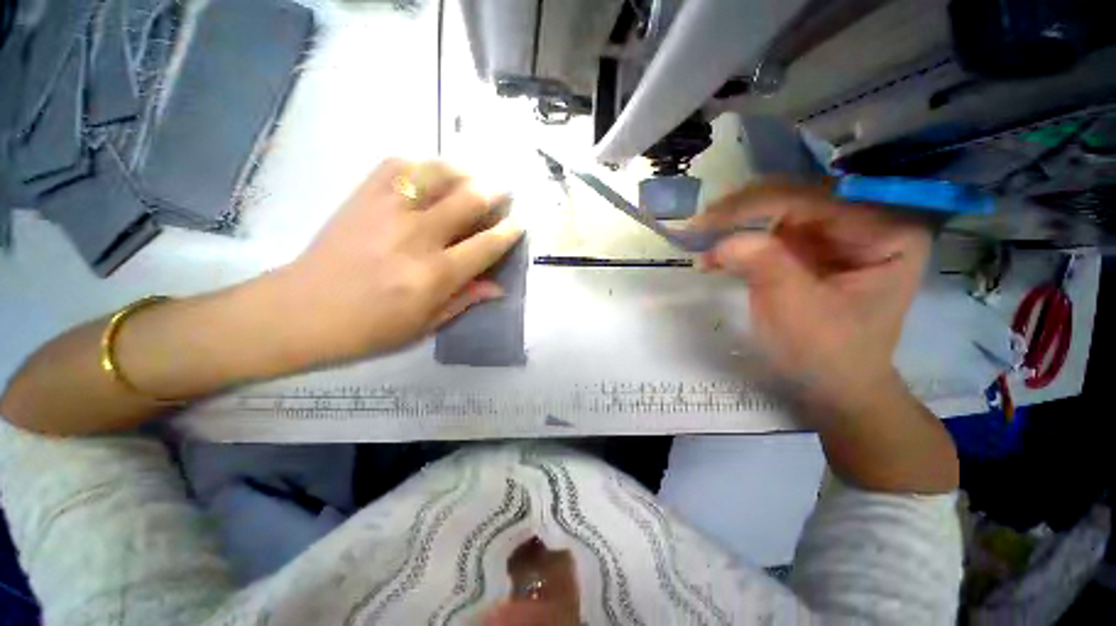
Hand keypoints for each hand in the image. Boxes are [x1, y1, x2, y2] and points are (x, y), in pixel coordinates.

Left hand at [276, 158, 523, 364]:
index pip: (486, 245)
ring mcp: (387, 211)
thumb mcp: (426, 324)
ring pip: (436, 174)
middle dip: (494, 193)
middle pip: (468, 200)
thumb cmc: (371, 328)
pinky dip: (421, 165)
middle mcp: (417, 237)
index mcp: (435, 275)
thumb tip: (499, 287)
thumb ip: (466, 300)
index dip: (509, 232)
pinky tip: (429, 175)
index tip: (518, 224)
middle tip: (502, 193)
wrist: (303, 311)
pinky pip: (397, 165)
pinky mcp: (363, 197)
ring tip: (470, 178)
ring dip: (462, 172)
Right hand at [693, 181, 931, 415]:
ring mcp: (836, 234)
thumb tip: (724, 239)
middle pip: (796, 199)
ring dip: (735, 225)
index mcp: (887, 232)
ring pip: (777, 212)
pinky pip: (769, 233)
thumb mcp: (797, 311)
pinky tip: (714, 256)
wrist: (830, 384)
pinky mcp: (810, 248)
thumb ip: (766, 266)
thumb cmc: (825, 353)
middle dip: (742, 212)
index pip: (815, 200)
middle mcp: (866, 222)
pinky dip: (738, 242)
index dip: (757, 205)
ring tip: (700, 240)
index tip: (709, 219)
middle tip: (699, 226)